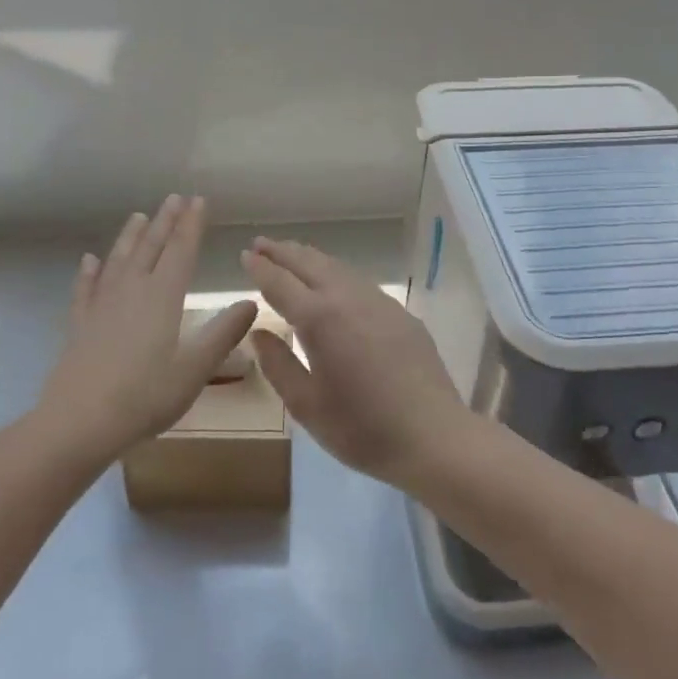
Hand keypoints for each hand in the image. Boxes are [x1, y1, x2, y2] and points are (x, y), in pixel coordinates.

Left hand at [37, 196, 256, 459]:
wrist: (78, 423)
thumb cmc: (144, 396)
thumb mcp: (195, 369)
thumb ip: (223, 334)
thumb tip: (251, 303)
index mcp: (163, 297)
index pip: (181, 250)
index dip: (191, 224)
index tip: (198, 200)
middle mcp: (132, 290)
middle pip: (151, 247)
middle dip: (165, 221)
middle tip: (174, 198)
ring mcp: (102, 306)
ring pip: (119, 260)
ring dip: (131, 237)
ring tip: (139, 216)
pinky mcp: (81, 325)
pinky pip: (86, 289)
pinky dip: (89, 272)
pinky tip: (89, 261)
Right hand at [240, 238, 472, 488]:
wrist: (433, 435)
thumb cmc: (362, 428)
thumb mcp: (306, 406)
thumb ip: (278, 365)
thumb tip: (259, 333)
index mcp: (319, 318)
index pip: (281, 283)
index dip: (260, 268)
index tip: (245, 255)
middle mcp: (347, 298)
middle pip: (309, 263)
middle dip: (282, 251)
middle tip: (260, 243)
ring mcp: (378, 301)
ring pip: (336, 267)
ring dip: (309, 257)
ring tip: (291, 253)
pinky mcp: (399, 312)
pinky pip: (358, 280)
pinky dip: (335, 271)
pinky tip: (333, 280)